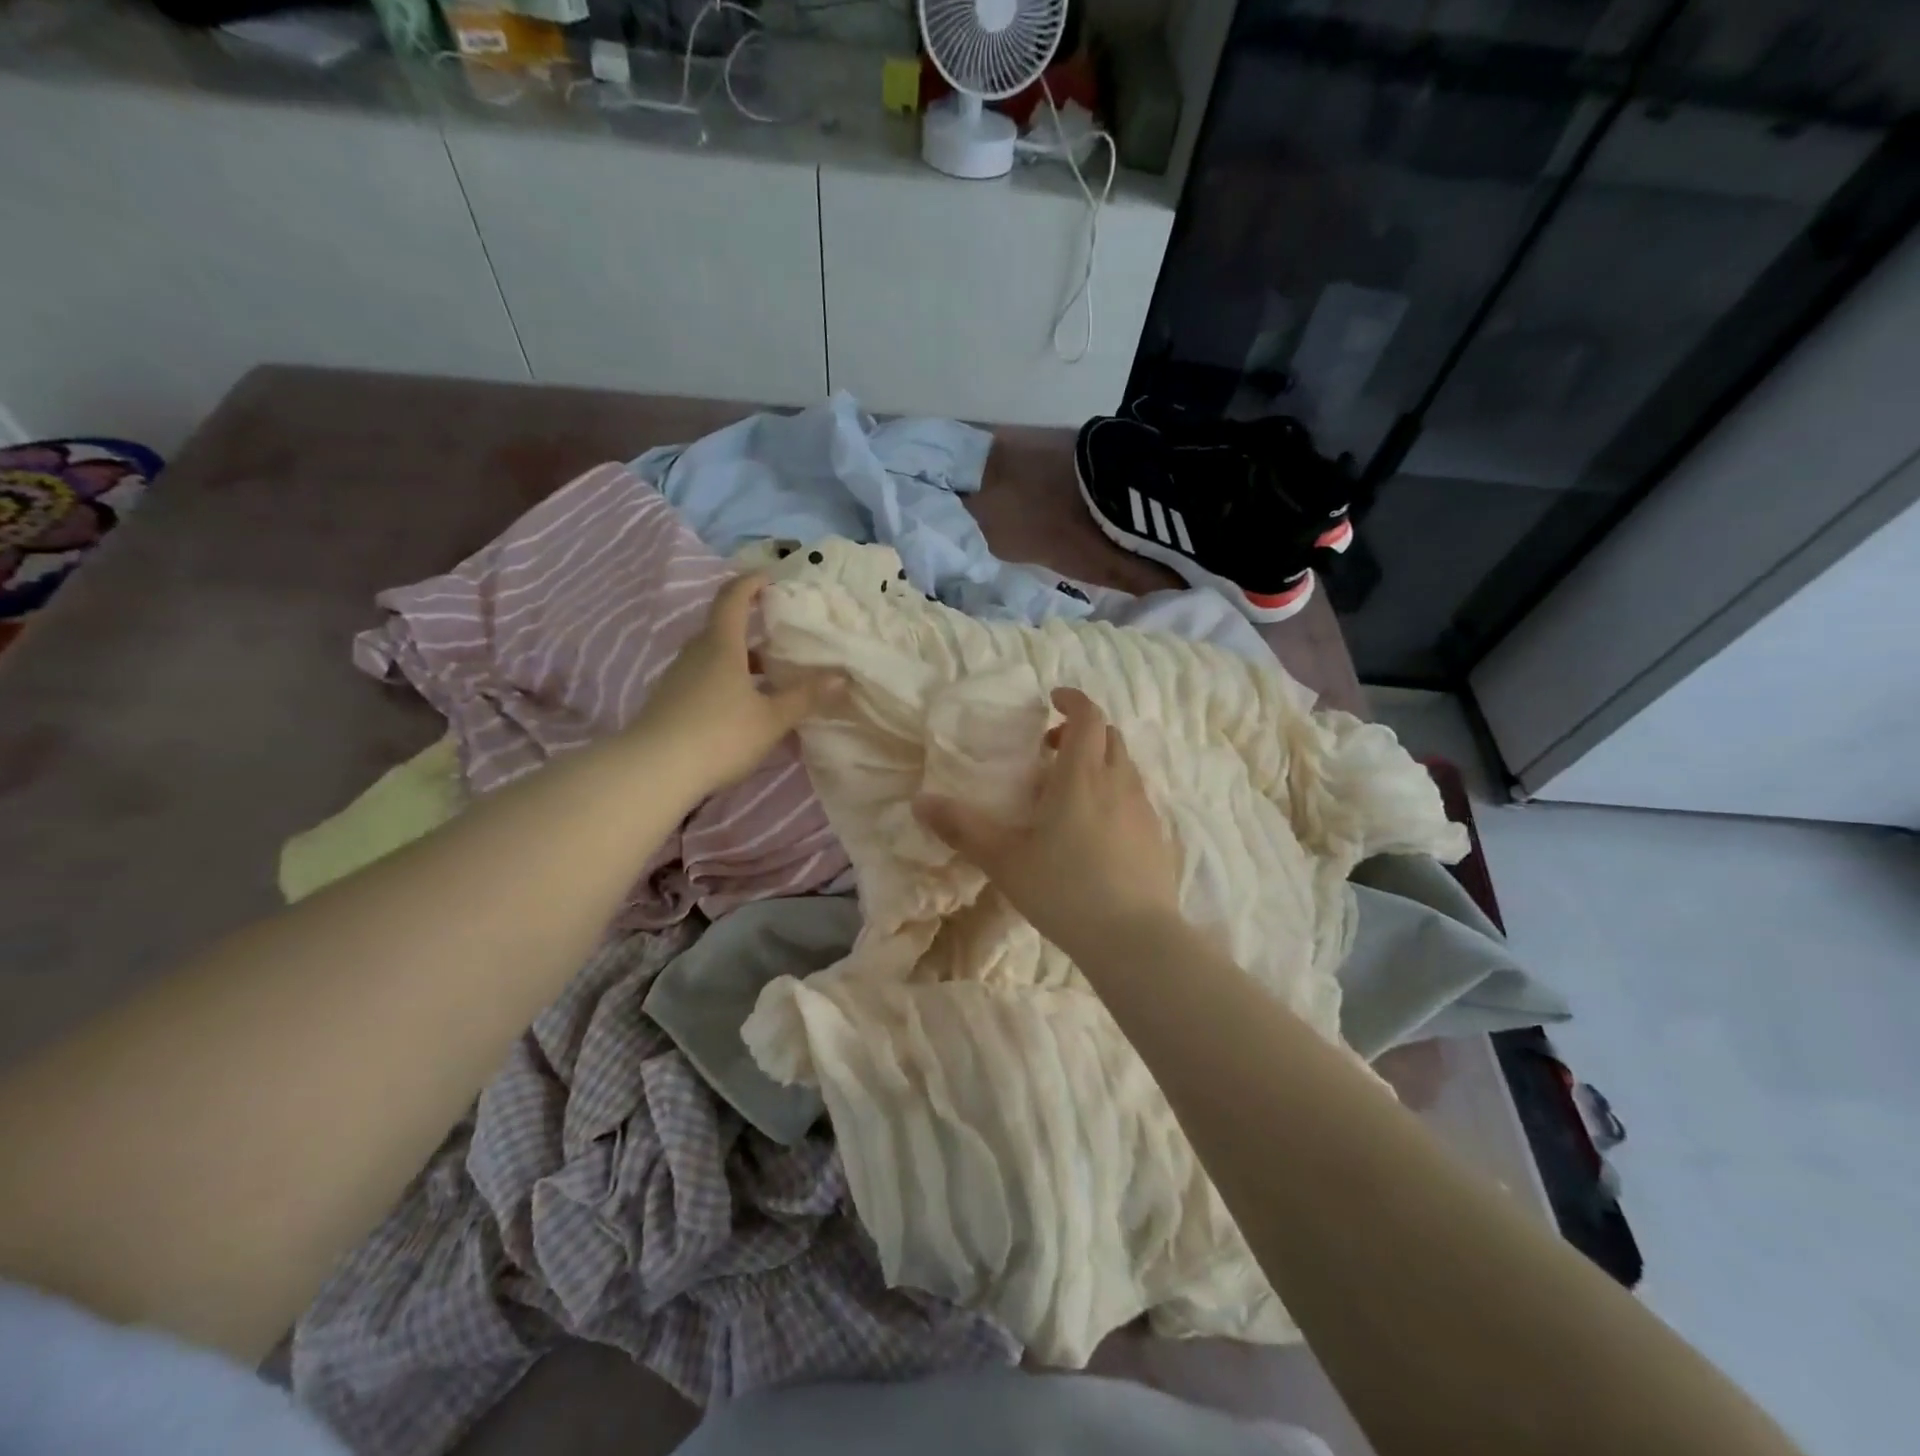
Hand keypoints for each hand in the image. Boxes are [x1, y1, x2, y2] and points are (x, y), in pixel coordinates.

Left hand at [634, 573, 843, 795]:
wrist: (652, 772)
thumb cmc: (719, 735)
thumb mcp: (771, 719)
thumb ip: (805, 697)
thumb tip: (841, 677)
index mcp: (721, 645)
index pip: (733, 598)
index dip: (751, 582)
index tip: (770, 578)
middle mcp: (695, 653)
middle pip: (722, 628)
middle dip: (750, 628)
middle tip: (779, 638)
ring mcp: (677, 678)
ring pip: (712, 657)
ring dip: (738, 659)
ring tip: (767, 678)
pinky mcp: (668, 703)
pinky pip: (702, 679)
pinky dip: (724, 681)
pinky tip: (740, 708)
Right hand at [914, 687, 1181, 961]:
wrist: (1134, 940)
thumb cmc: (1063, 890)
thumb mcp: (1004, 860)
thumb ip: (962, 828)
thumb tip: (919, 802)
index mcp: (1082, 775)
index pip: (1087, 716)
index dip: (1072, 700)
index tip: (1052, 699)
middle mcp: (1119, 782)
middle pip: (1109, 736)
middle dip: (1082, 731)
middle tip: (1050, 750)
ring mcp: (1145, 809)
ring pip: (1125, 766)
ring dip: (1100, 762)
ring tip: (1070, 792)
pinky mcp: (1158, 837)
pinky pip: (1137, 798)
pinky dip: (1116, 793)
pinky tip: (1097, 830)